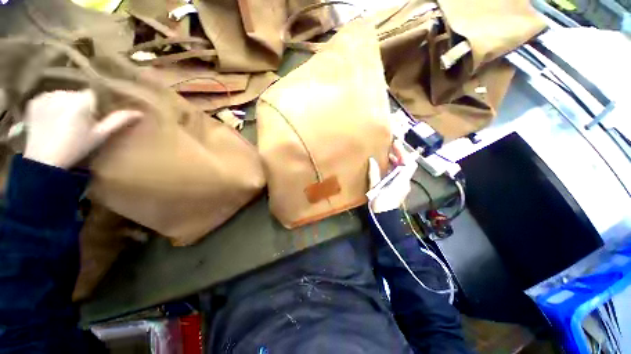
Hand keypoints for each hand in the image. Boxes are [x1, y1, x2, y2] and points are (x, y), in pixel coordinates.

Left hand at [23, 90, 141, 168]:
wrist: (44, 161)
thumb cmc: (76, 148)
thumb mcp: (100, 136)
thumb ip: (118, 121)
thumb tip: (140, 113)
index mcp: (81, 101)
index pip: (93, 94)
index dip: (94, 106)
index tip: (92, 119)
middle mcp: (63, 93)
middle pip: (77, 94)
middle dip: (79, 105)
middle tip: (77, 124)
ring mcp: (46, 96)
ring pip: (62, 95)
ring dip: (65, 105)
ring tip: (62, 122)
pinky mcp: (33, 101)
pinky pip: (48, 98)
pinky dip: (51, 106)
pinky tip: (50, 119)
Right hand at [368, 139, 419, 212]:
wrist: (384, 219)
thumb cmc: (380, 203)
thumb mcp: (375, 187)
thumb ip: (374, 173)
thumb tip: (372, 160)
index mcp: (402, 181)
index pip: (408, 163)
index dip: (403, 152)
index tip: (395, 144)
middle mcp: (405, 182)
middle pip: (406, 166)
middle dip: (399, 155)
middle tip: (390, 148)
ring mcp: (402, 186)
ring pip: (402, 170)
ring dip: (396, 162)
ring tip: (386, 156)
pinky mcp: (398, 189)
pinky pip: (398, 175)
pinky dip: (393, 169)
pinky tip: (385, 167)